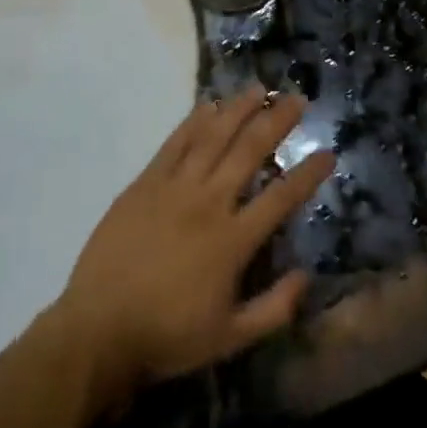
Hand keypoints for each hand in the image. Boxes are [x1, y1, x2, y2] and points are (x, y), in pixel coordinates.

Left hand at [55, 83, 333, 399]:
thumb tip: (306, 275)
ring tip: (258, 89)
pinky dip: (194, 121)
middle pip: (249, 151)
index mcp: (232, 241)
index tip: (328, 152)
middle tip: (296, 98)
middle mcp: (208, 203)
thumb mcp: (230, 339)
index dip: (308, 174)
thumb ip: (273, 309)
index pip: (281, 198)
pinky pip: (175, 143)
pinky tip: (209, 104)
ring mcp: (174, 187)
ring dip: (238, 110)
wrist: (98, 328)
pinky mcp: (146, 182)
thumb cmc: (167, 336)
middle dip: (276, 122)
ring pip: (213, 137)